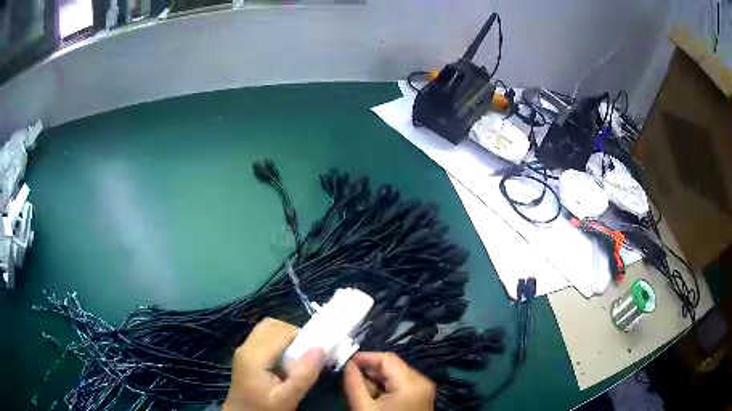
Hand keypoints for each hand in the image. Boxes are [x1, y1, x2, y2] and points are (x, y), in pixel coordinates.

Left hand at [224, 318, 324, 410]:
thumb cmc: (264, 408)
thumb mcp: (287, 397)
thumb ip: (303, 375)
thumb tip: (320, 348)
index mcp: (254, 355)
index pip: (281, 331)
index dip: (302, 336)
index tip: (318, 349)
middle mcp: (246, 346)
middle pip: (272, 325)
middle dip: (294, 333)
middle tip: (308, 352)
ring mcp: (243, 349)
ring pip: (267, 328)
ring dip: (285, 336)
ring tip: (298, 356)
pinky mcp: (245, 355)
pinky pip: (263, 337)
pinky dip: (277, 341)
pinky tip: (285, 360)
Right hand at [344, 352, 434, 410]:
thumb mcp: (364, 407)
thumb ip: (354, 383)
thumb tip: (347, 364)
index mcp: (411, 383)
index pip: (386, 358)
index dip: (364, 357)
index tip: (344, 360)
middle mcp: (421, 381)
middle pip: (392, 365)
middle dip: (369, 369)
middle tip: (348, 375)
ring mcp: (423, 389)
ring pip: (396, 374)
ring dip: (376, 378)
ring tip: (358, 386)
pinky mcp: (420, 397)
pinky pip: (401, 384)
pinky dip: (385, 386)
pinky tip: (372, 394)